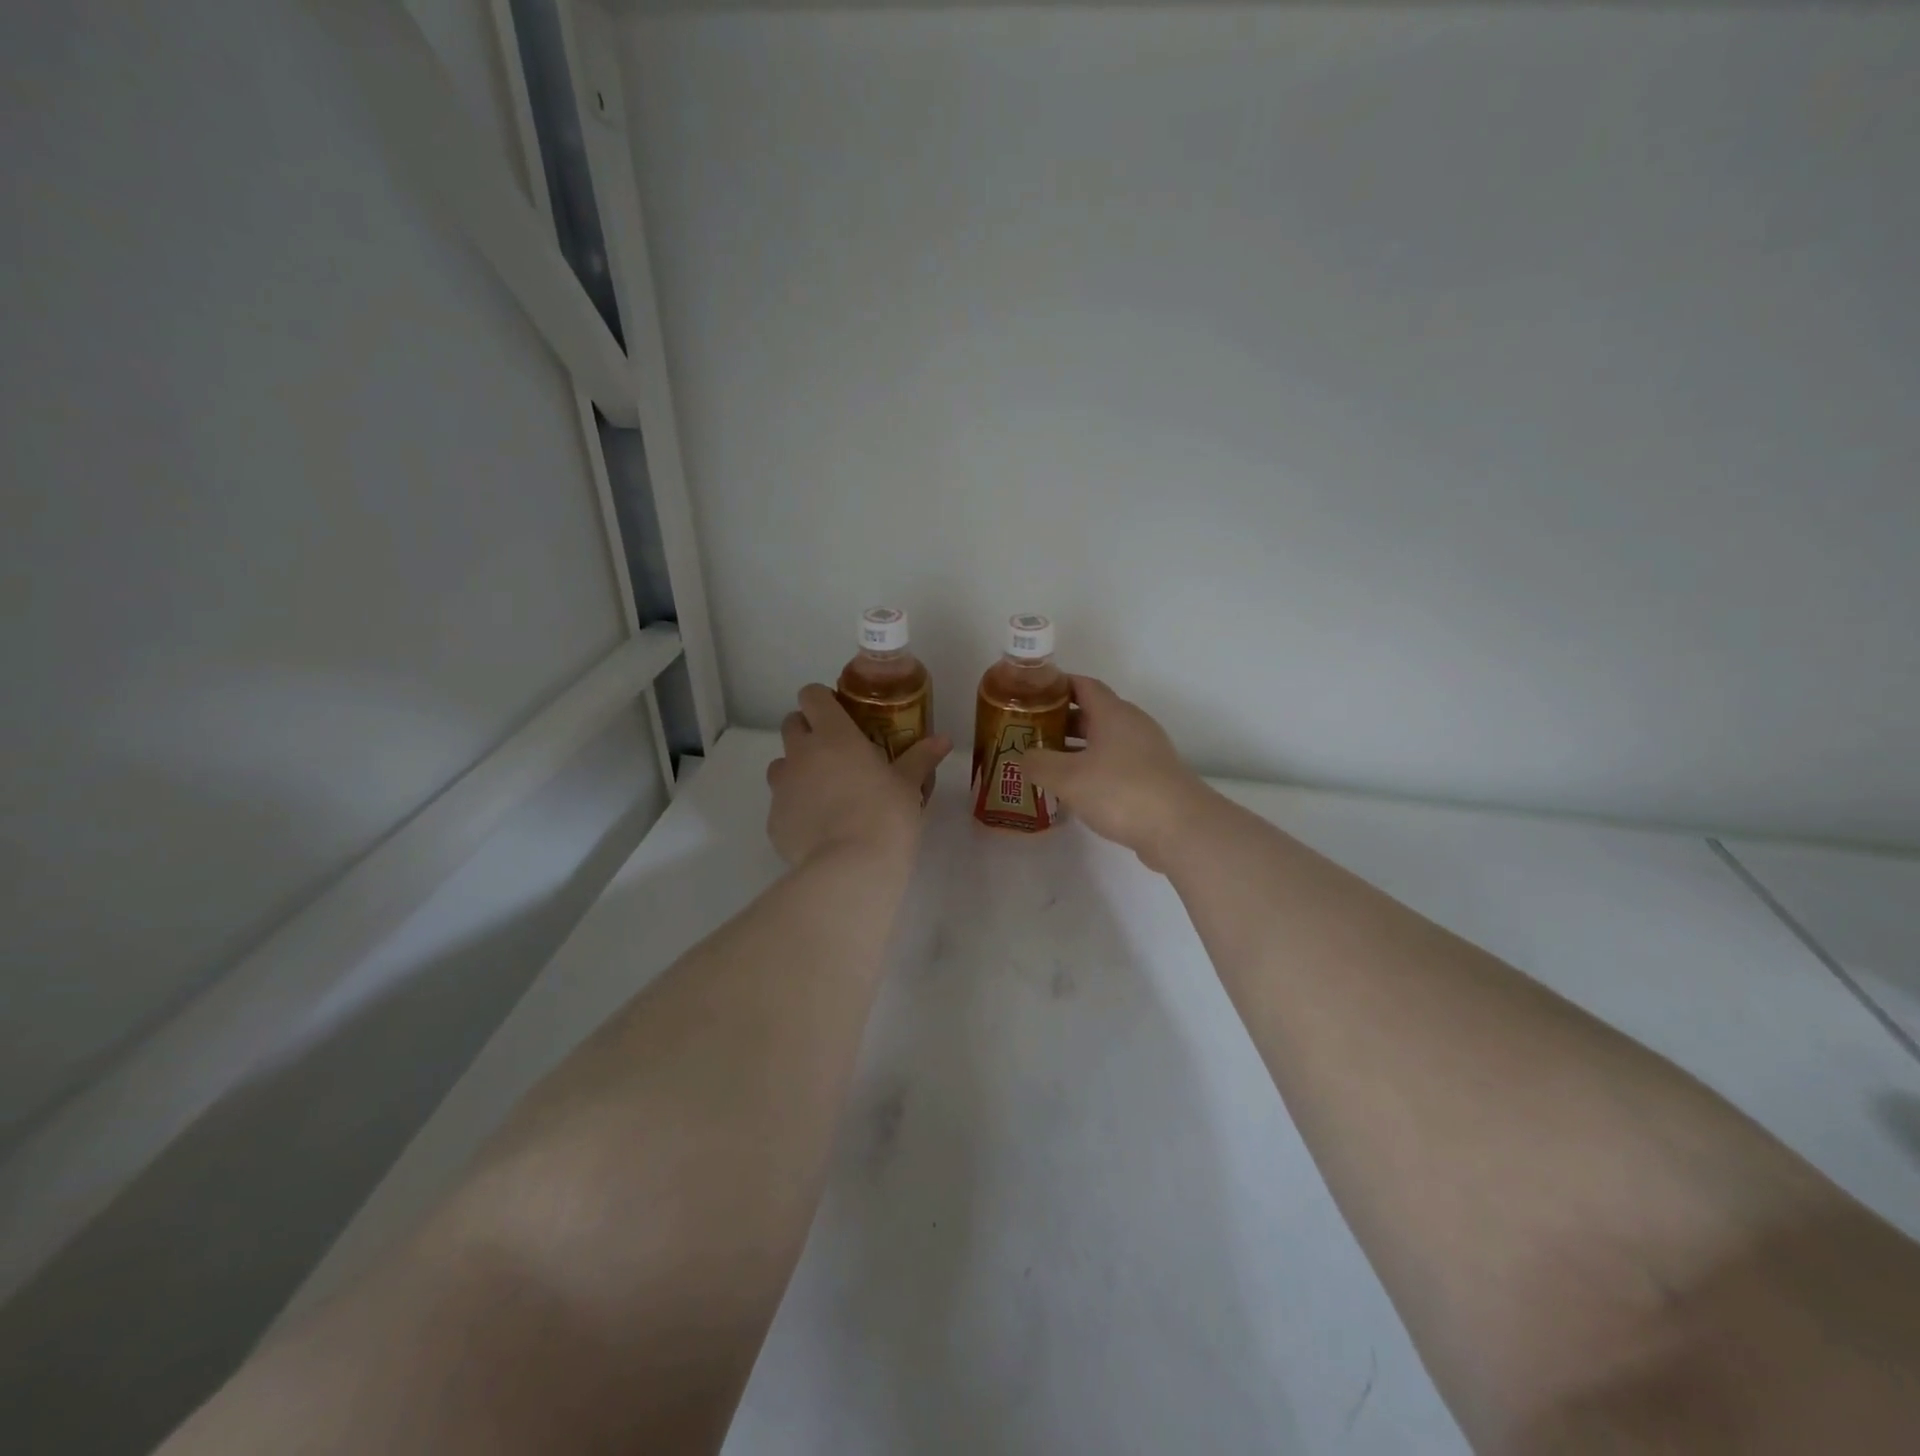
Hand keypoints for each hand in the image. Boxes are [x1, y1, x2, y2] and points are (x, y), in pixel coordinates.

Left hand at [765, 684, 950, 868]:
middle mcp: (800, 754)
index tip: (839, 714)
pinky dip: (795, 809)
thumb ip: (921, 758)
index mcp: (833, 735)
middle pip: (791, 725)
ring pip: (780, 765)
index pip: (811, 696)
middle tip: (835, 752)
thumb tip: (943, 739)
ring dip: (796, 769)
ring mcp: (781, 787)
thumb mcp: (908, 785)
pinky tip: (818, 828)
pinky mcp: (773, 821)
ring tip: (824, 791)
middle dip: (808, 731)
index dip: (822, 700)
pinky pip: (780, 805)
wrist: (850, 868)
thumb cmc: (885, 815)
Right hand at [1010, 677, 1209, 871]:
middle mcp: (1132, 726)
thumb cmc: (1121, 791)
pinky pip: (1116, 765)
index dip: (1056, 685)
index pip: (1083, 685)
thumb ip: (1038, 763)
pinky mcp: (1153, 779)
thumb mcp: (1067, 778)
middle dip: (1060, 721)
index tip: (1029, 695)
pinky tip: (1076, 791)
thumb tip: (1024, 756)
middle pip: (1092, 713)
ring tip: (1046, 764)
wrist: (1181, 829)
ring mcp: (1147, 753)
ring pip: (1104, 742)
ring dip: (1075, 749)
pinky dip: (1093, 770)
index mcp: (1113, 713)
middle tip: (1029, 733)